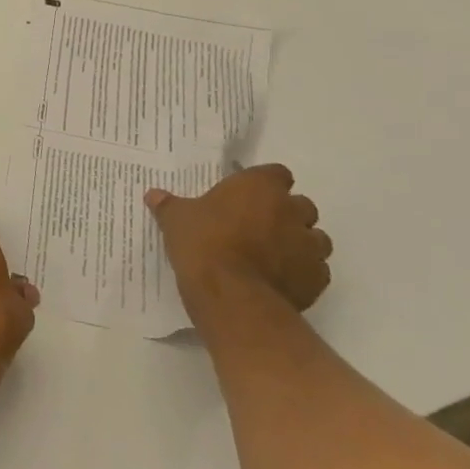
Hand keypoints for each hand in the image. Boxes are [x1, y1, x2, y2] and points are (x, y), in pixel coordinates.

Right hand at [146, 164, 332, 315]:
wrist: (231, 295)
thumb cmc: (203, 243)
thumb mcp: (176, 220)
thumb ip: (168, 205)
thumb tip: (152, 194)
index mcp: (259, 187)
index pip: (276, 173)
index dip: (265, 183)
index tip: (248, 195)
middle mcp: (291, 210)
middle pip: (301, 204)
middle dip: (286, 213)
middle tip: (258, 225)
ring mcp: (309, 246)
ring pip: (316, 238)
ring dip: (300, 242)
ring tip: (273, 254)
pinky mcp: (317, 279)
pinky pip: (317, 270)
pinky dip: (303, 271)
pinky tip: (281, 278)